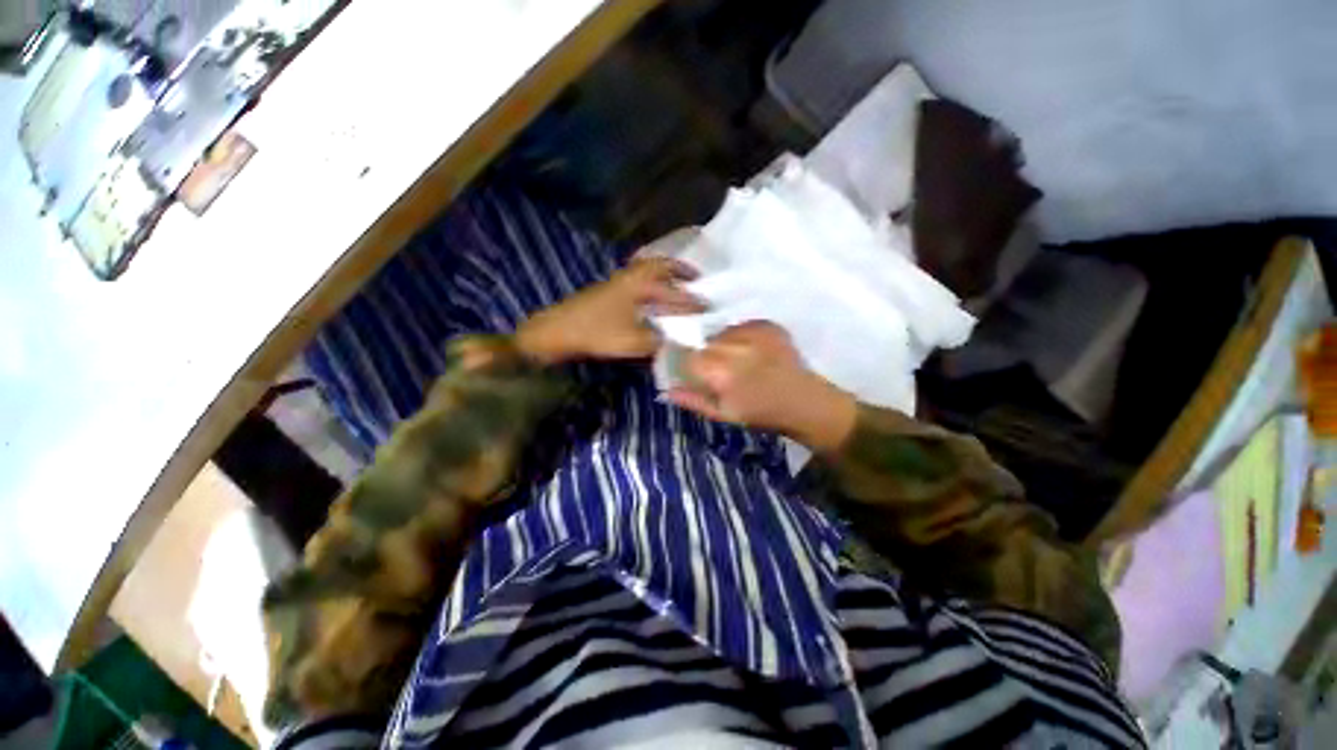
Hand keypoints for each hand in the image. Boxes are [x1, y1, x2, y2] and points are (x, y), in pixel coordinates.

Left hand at [516, 257, 703, 363]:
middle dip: (679, 269)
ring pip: (646, 271)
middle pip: (659, 265)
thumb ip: (658, 342)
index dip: (691, 301)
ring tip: (677, 284)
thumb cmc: (596, 333)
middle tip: (695, 277)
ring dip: (664, 274)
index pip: (673, 293)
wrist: (556, 330)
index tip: (708, 306)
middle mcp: (629, 278)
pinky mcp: (608, 291)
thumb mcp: (632, 342)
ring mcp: (616, 283)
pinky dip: (650, 283)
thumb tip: (678, 342)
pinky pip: (637, 280)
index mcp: (639, 286)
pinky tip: (652, 299)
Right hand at [666, 321, 857, 452]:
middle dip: (708, 355)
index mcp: (721, 372)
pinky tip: (753, 351)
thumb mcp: (724, 415)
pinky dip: (742, 337)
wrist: (805, 402)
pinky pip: (742, 326)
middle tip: (721, 370)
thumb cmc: (762, 414)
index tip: (697, 373)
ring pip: (723, 333)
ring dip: (724, 345)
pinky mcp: (768, 326)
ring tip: (740, 360)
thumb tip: (667, 390)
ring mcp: (753, 333)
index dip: (691, 365)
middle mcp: (734, 347)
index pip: (690, 358)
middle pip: (706, 343)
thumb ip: (694, 400)